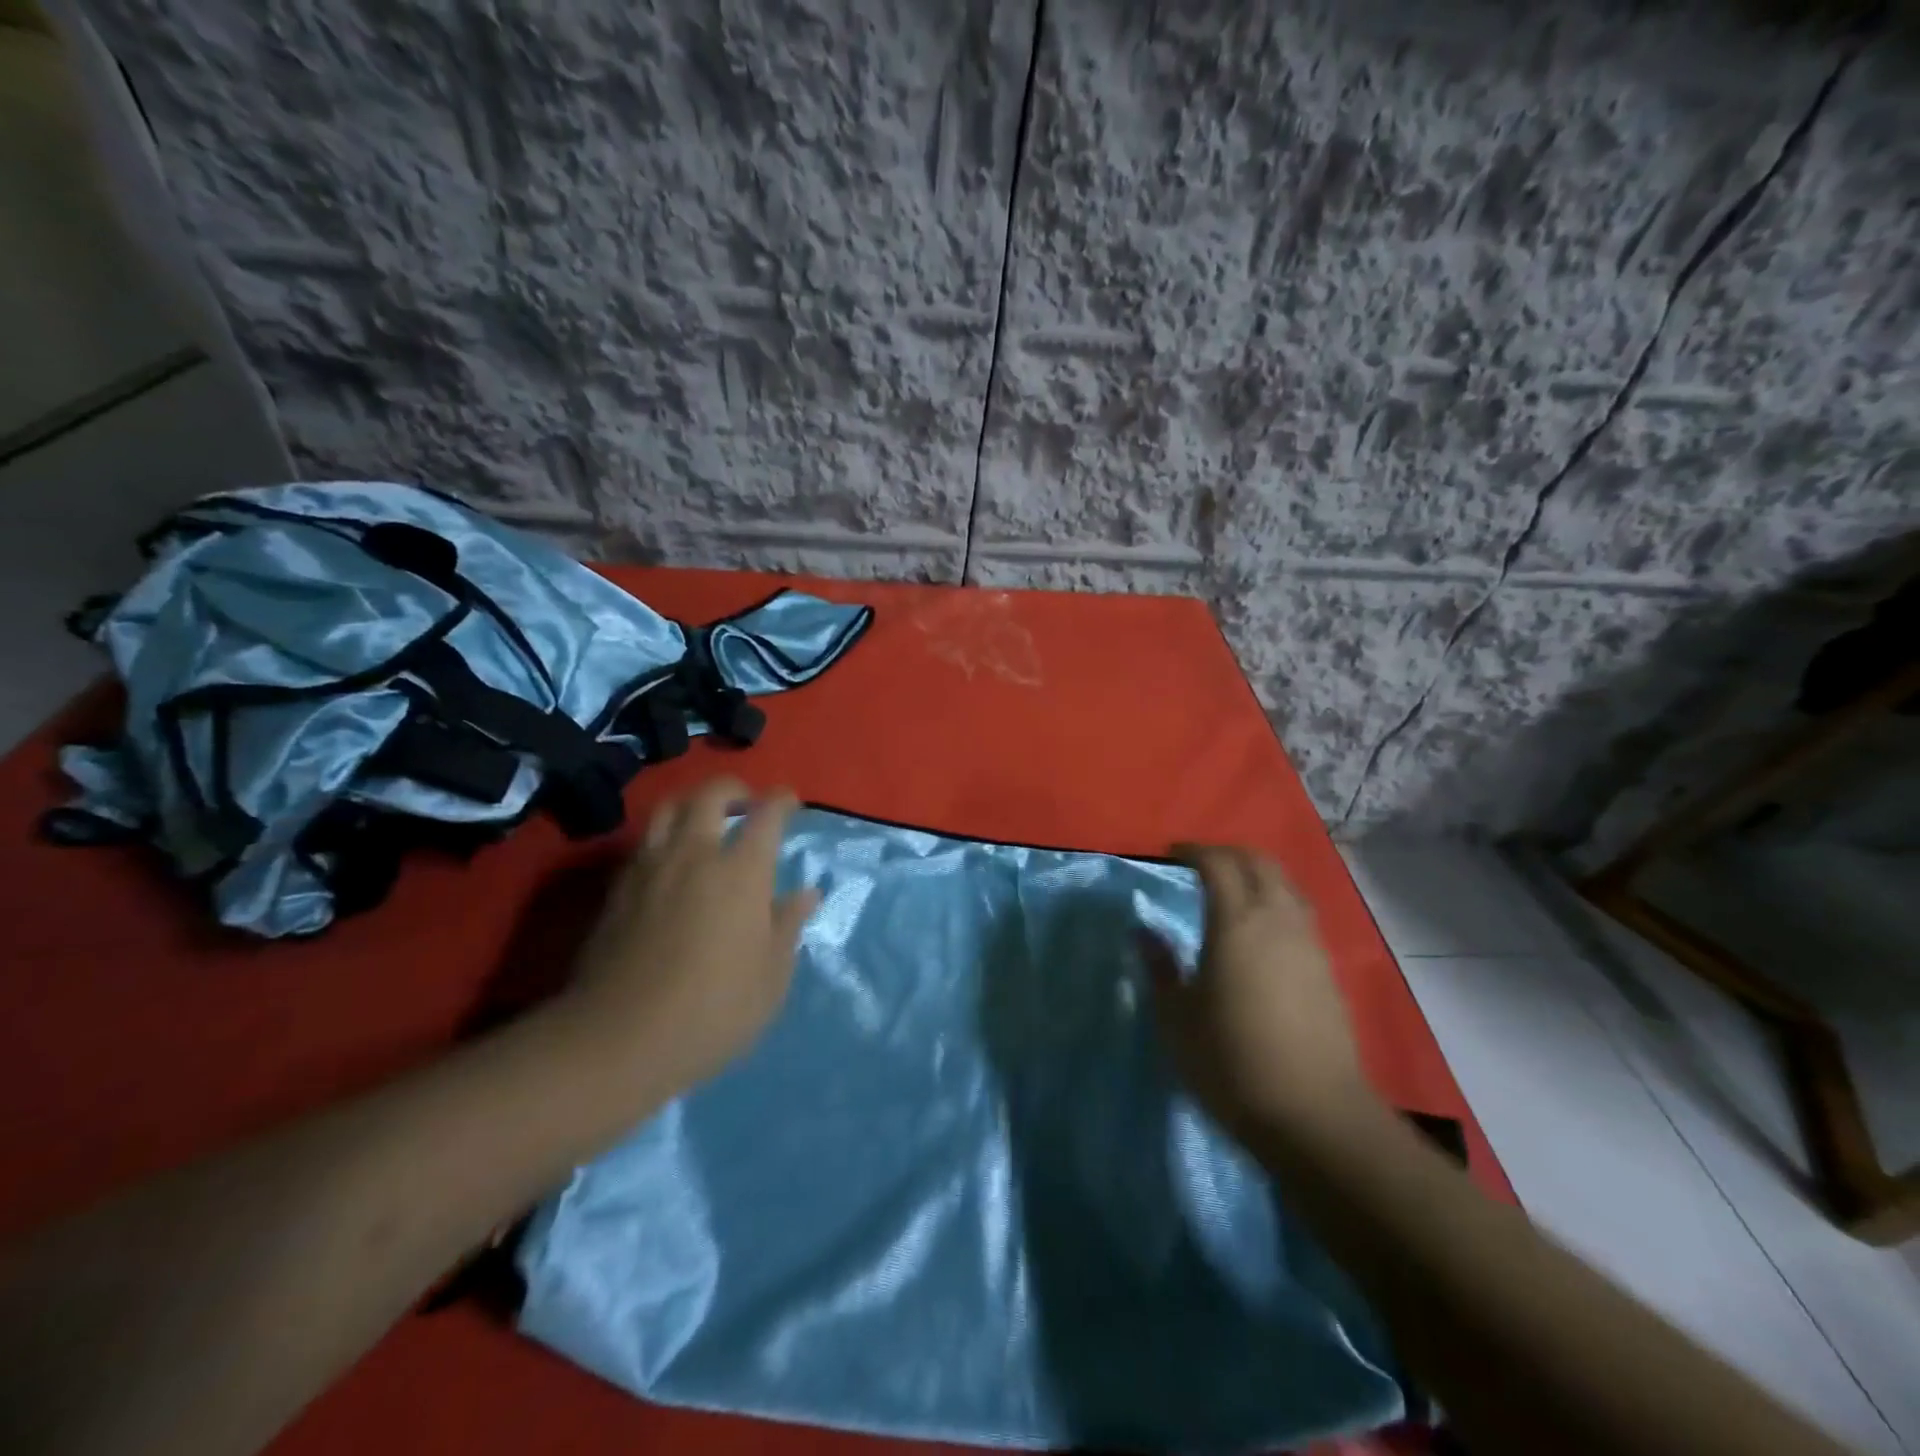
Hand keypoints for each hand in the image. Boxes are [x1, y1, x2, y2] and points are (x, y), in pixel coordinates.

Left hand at [562, 778, 818, 1103]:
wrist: (619, 1038)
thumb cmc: (713, 1009)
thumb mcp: (771, 976)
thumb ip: (788, 925)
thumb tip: (806, 893)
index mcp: (742, 871)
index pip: (767, 815)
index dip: (782, 801)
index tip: (791, 802)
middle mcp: (695, 854)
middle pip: (711, 794)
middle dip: (734, 789)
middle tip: (747, 803)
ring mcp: (651, 868)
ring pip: (669, 809)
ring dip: (693, 804)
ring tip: (705, 822)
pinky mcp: (618, 889)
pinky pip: (644, 842)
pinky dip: (664, 836)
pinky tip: (671, 862)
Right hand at [1142, 845, 1375, 1145]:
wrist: (1314, 1114)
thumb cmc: (1230, 1061)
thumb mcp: (1176, 1018)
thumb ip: (1159, 967)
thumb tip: (1143, 932)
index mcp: (1236, 923)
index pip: (1217, 863)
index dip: (1192, 851)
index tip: (1170, 854)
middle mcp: (1277, 920)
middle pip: (1259, 862)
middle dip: (1227, 853)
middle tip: (1199, 863)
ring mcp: (1308, 943)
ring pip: (1286, 885)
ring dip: (1257, 875)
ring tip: (1231, 891)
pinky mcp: (1327, 969)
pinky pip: (1299, 913)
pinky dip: (1276, 902)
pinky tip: (1260, 931)